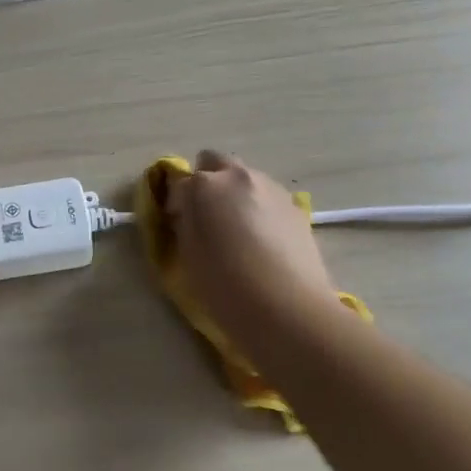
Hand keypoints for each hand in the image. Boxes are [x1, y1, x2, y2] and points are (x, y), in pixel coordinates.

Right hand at [165, 150, 337, 320]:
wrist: (287, 309)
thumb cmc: (225, 285)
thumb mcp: (188, 254)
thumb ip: (184, 223)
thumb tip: (188, 212)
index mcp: (203, 185)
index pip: (178, 181)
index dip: (175, 202)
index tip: (178, 224)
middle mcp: (237, 176)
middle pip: (214, 162)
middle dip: (206, 181)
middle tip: (207, 216)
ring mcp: (270, 188)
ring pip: (244, 177)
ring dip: (235, 193)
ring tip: (239, 230)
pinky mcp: (295, 206)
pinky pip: (267, 197)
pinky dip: (259, 208)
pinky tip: (264, 240)